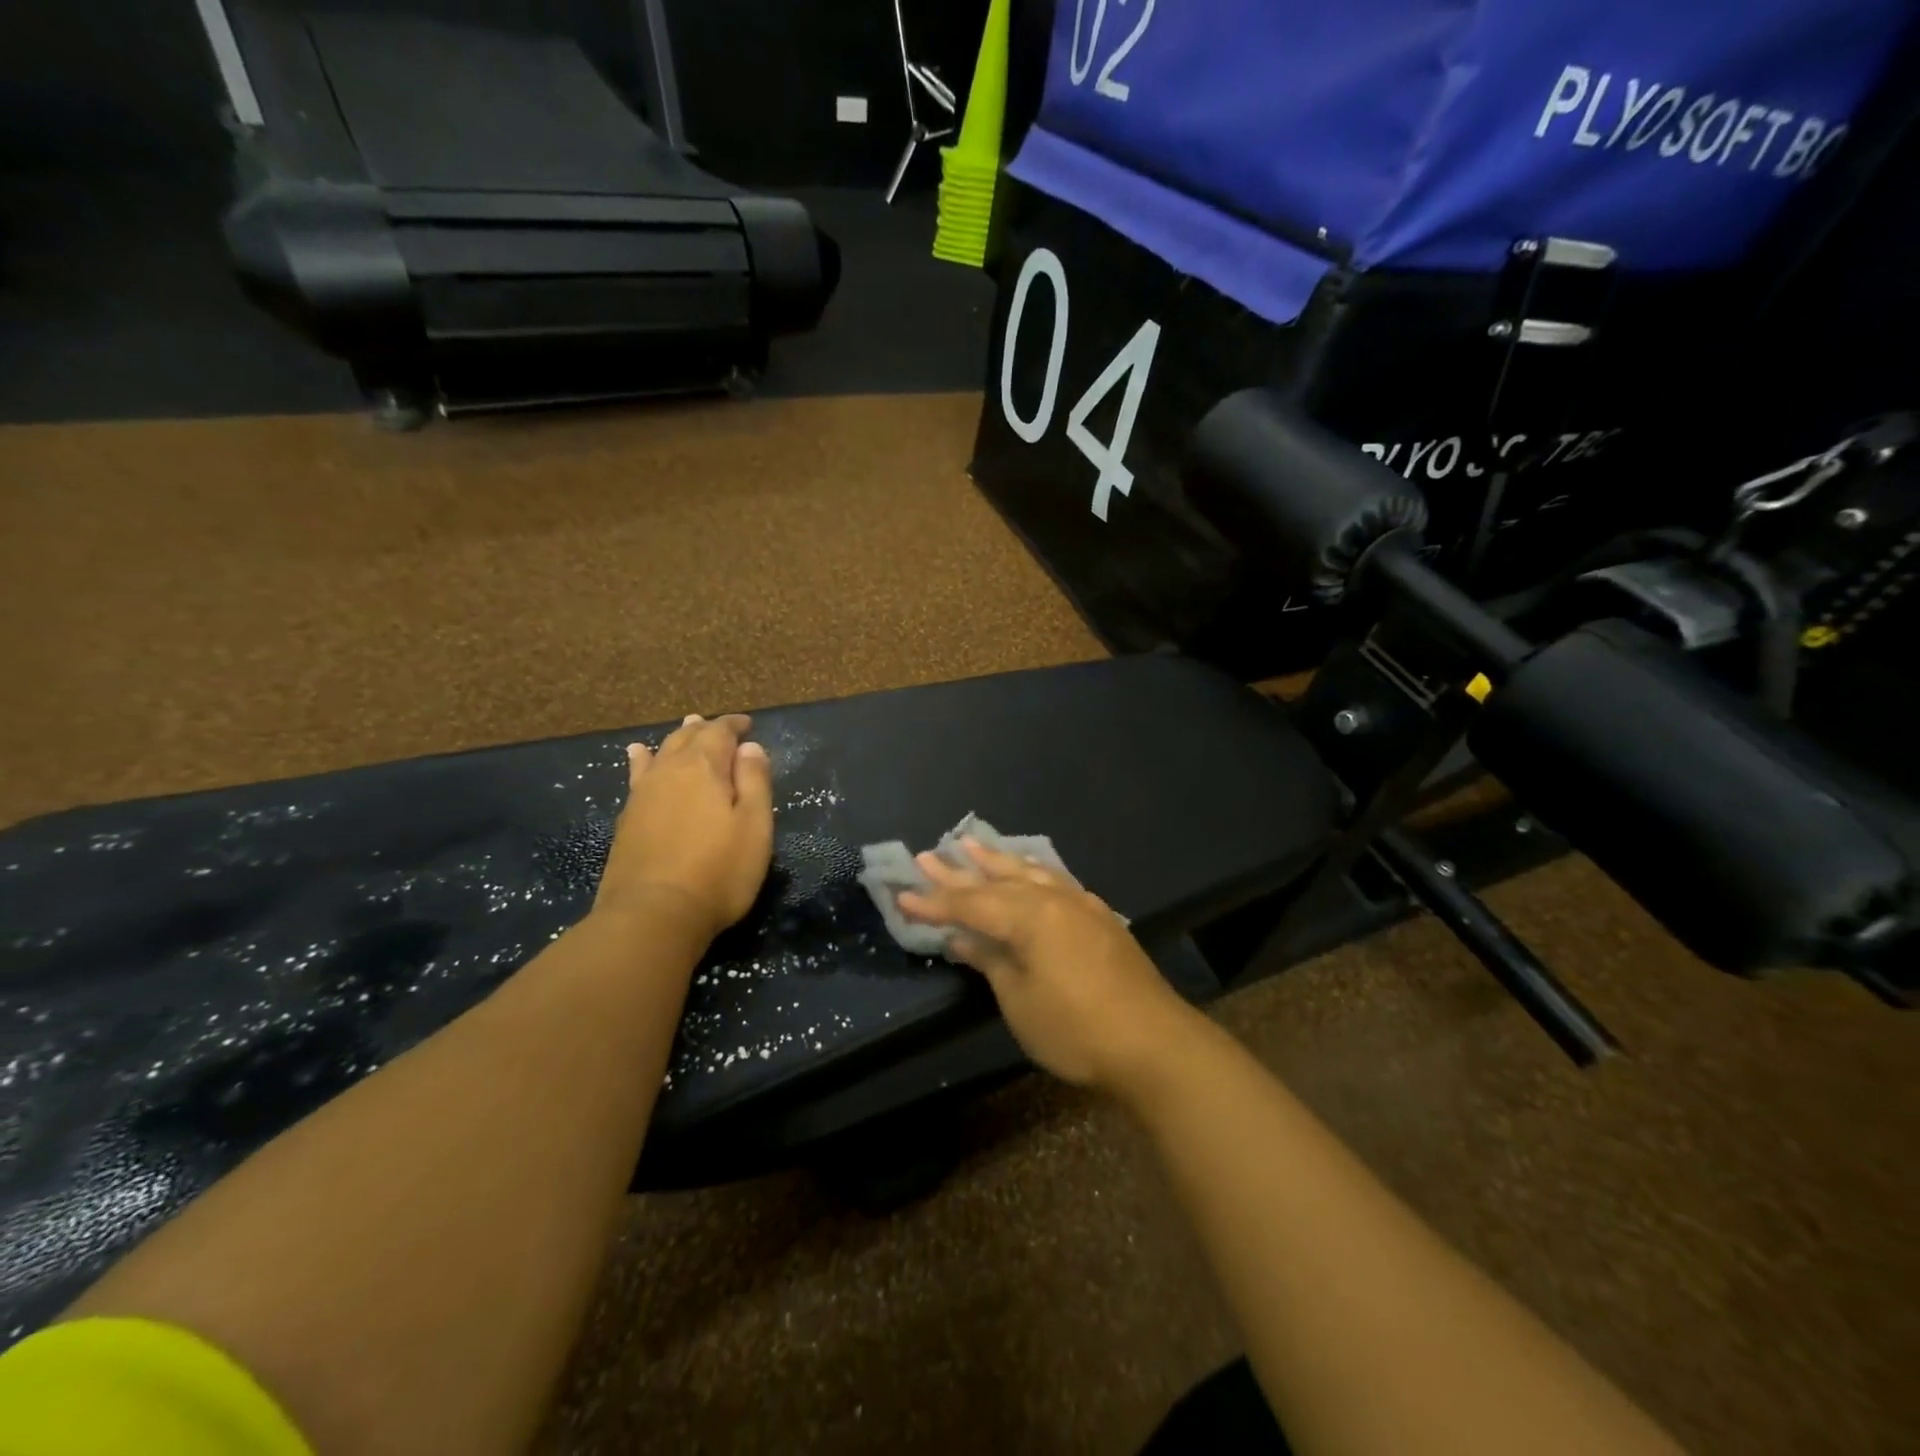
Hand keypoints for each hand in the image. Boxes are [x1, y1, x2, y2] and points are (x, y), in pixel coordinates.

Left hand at [594, 713, 773, 939]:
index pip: (720, 732)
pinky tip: (638, 756)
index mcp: (704, 768)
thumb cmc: (718, 871)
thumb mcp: (754, 826)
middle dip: (705, 729)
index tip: (748, 724)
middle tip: (718, 726)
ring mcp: (643, 795)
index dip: (734, 725)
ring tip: (685, 728)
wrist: (653, 915)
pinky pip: (638, 775)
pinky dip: (643, 760)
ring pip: (661, 753)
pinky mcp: (628, 820)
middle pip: (687, 738)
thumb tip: (750, 747)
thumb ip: (755, 781)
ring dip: (676, 739)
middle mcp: (669, 772)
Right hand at [897, 839, 1197, 1091]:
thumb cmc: (1075, 1029)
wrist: (1154, 1044)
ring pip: (1030, 872)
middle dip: (960, 871)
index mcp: (1028, 916)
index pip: (970, 904)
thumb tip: (961, 938)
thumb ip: (990, 961)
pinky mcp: (1100, 918)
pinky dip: (1034, 873)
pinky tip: (1031, 872)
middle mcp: (1053, 899)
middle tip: (929, 855)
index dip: (935, 902)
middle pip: (997, 880)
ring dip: (998, 860)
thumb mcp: (1019, 1000)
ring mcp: (1080, 905)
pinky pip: (1056, 881)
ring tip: (973, 844)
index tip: (902, 895)